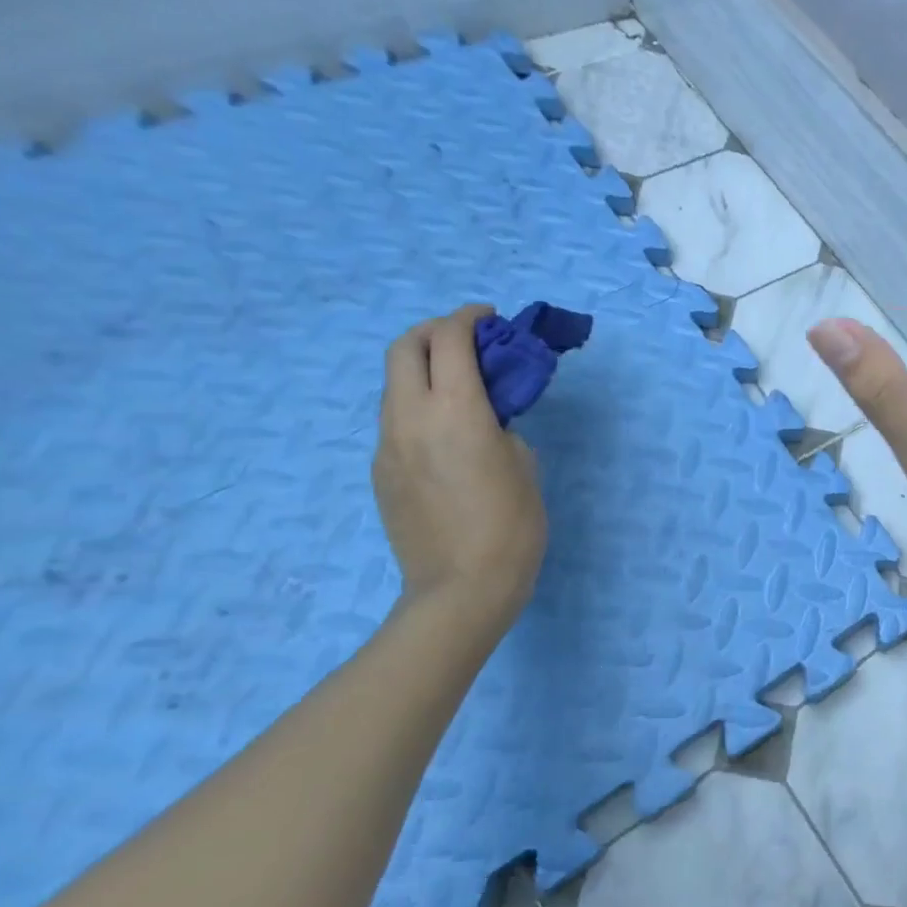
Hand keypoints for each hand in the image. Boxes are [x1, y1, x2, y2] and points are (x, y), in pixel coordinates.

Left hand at [373, 304, 547, 637]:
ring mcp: (388, 445)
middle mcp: (411, 418)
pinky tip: (446, 435)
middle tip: (466, 341)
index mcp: (456, 411)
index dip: (469, 318)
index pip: (451, 339)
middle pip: (404, 347)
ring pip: (394, 384)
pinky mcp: (381, 471)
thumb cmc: (512, 527)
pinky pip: (395, 421)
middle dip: (434, 331)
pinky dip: (418, 406)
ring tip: (459, 387)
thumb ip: (502, 427)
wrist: (461, 588)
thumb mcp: (525, 465)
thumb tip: (486, 418)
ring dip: (423, 369)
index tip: (490, 319)